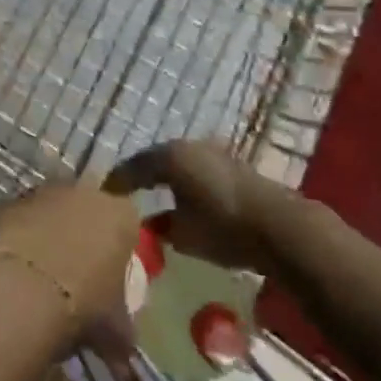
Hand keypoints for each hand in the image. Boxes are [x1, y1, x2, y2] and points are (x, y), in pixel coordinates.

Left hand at [0, 182, 140, 333]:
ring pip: (55, 212)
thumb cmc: (84, 304)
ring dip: (52, 234)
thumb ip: (123, 334)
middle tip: (77, 275)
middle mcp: (87, 193)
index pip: (128, 225)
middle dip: (85, 237)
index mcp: (121, 215)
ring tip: (44, 275)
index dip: (120, 250)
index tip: (111, 277)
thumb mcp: (114, 329)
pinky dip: (24, 237)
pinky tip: (18, 268)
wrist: (26, 290)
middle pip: (90, 212)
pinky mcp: (14, 202)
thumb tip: (124, 356)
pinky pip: (25, 218)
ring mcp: (47, 192)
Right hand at [105, 141, 290, 273]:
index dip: (118, 182)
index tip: (103, 196)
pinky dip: (184, 183)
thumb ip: (160, 226)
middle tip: (124, 194)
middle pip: (156, 160)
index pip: (134, 167)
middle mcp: (188, 146)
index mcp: (170, 156)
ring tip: (152, 198)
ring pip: (178, 164)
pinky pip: (196, 171)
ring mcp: (212, 152)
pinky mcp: (231, 165)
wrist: (278, 225)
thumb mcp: (183, 234)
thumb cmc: (223, 227)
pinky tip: (181, 201)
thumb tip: (147, 224)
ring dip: (165, 179)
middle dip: (141, 176)